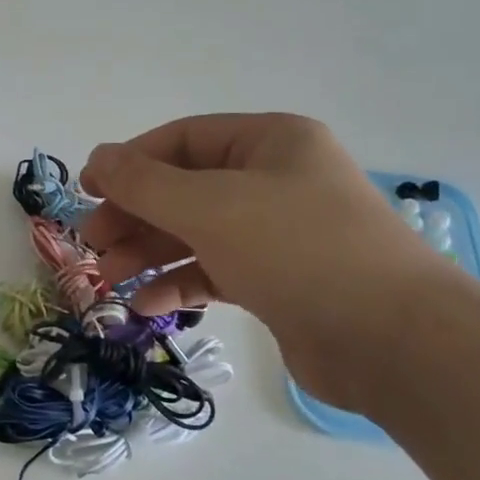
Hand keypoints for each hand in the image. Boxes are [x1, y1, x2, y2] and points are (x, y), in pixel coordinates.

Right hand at [80, 114, 455, 411]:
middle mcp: (275, 180)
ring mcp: (278, 233)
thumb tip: (98, 156)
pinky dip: (180, 284)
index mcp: (270, 142)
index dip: (130, 161)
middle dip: (135, 215)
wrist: (392, 339)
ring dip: (150, 253)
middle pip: (185, 188)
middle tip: (92, 244)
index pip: (183, 139)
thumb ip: (145, 182)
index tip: (87, 190)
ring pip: (197, 233)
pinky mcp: (278, 281)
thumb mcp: (211, 206)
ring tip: (107, 279)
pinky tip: (146, 306)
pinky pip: (216, 271)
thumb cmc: (298, 250)